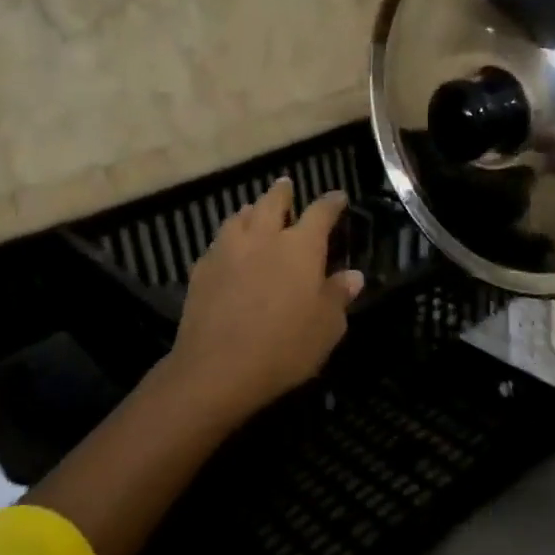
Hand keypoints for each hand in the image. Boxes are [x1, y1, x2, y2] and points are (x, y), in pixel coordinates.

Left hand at [167, 178, 364, 419]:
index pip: (320, 212)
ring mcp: (228, 250)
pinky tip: (229, 250)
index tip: (338, 197)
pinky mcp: (202, 269)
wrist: (217, 369)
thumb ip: (338, 296)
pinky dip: (228, 239)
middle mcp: (264, 237)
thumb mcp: (327, 328)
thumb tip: (353, 275)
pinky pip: (218, 243)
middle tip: (286, 186)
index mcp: (301, 247)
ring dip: (251, 210)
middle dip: (282, 192)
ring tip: (254, 211)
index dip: (331, 202)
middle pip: (272, 202)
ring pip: (240, 216)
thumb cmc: (284, 347)